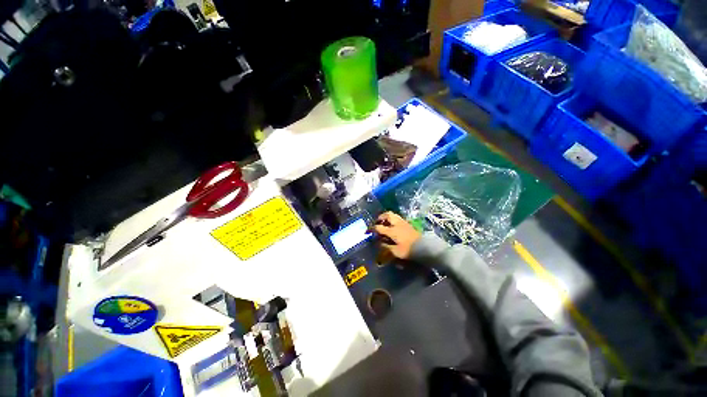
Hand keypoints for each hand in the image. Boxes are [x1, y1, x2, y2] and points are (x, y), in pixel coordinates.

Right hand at [372, 212, 420, 259]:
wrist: (424, 247)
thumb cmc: (409, 250)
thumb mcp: (396, 251)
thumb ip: (387, 247)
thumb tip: (380, 243)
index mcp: (392, 231)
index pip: (379, 227)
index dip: (372, 229)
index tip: (368, 230)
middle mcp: (397, 224)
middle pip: (387, 215)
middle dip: (381, 217)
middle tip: (377, 221)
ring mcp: (403, 222)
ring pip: (393, 215)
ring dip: (387, 217)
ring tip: (384, 222)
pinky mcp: (408, 224)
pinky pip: (398, 218)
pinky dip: (393, 219)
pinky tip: (392, 225)